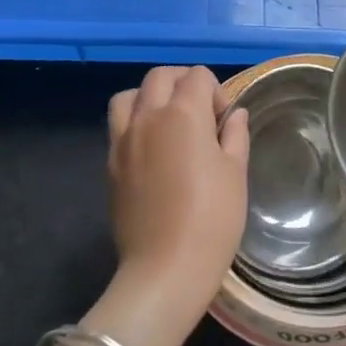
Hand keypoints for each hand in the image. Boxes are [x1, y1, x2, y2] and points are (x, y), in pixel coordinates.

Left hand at [106, 67, 249, 324]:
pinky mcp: (110, 163)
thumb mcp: (236, 173)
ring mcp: (123, 139)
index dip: (216, 92)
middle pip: (160, 76)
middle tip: (200, 115)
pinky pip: (118, 125)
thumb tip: (234, 114)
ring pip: (129, 95)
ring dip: (150, 97)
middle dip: (183, 84)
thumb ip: (235, 135)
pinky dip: (134, 122)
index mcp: (183, 113)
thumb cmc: (212, 219)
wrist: (165, 269)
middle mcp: (148, 116)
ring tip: (167, 123)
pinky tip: (152, 149)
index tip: (224, 122)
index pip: (197, 76)